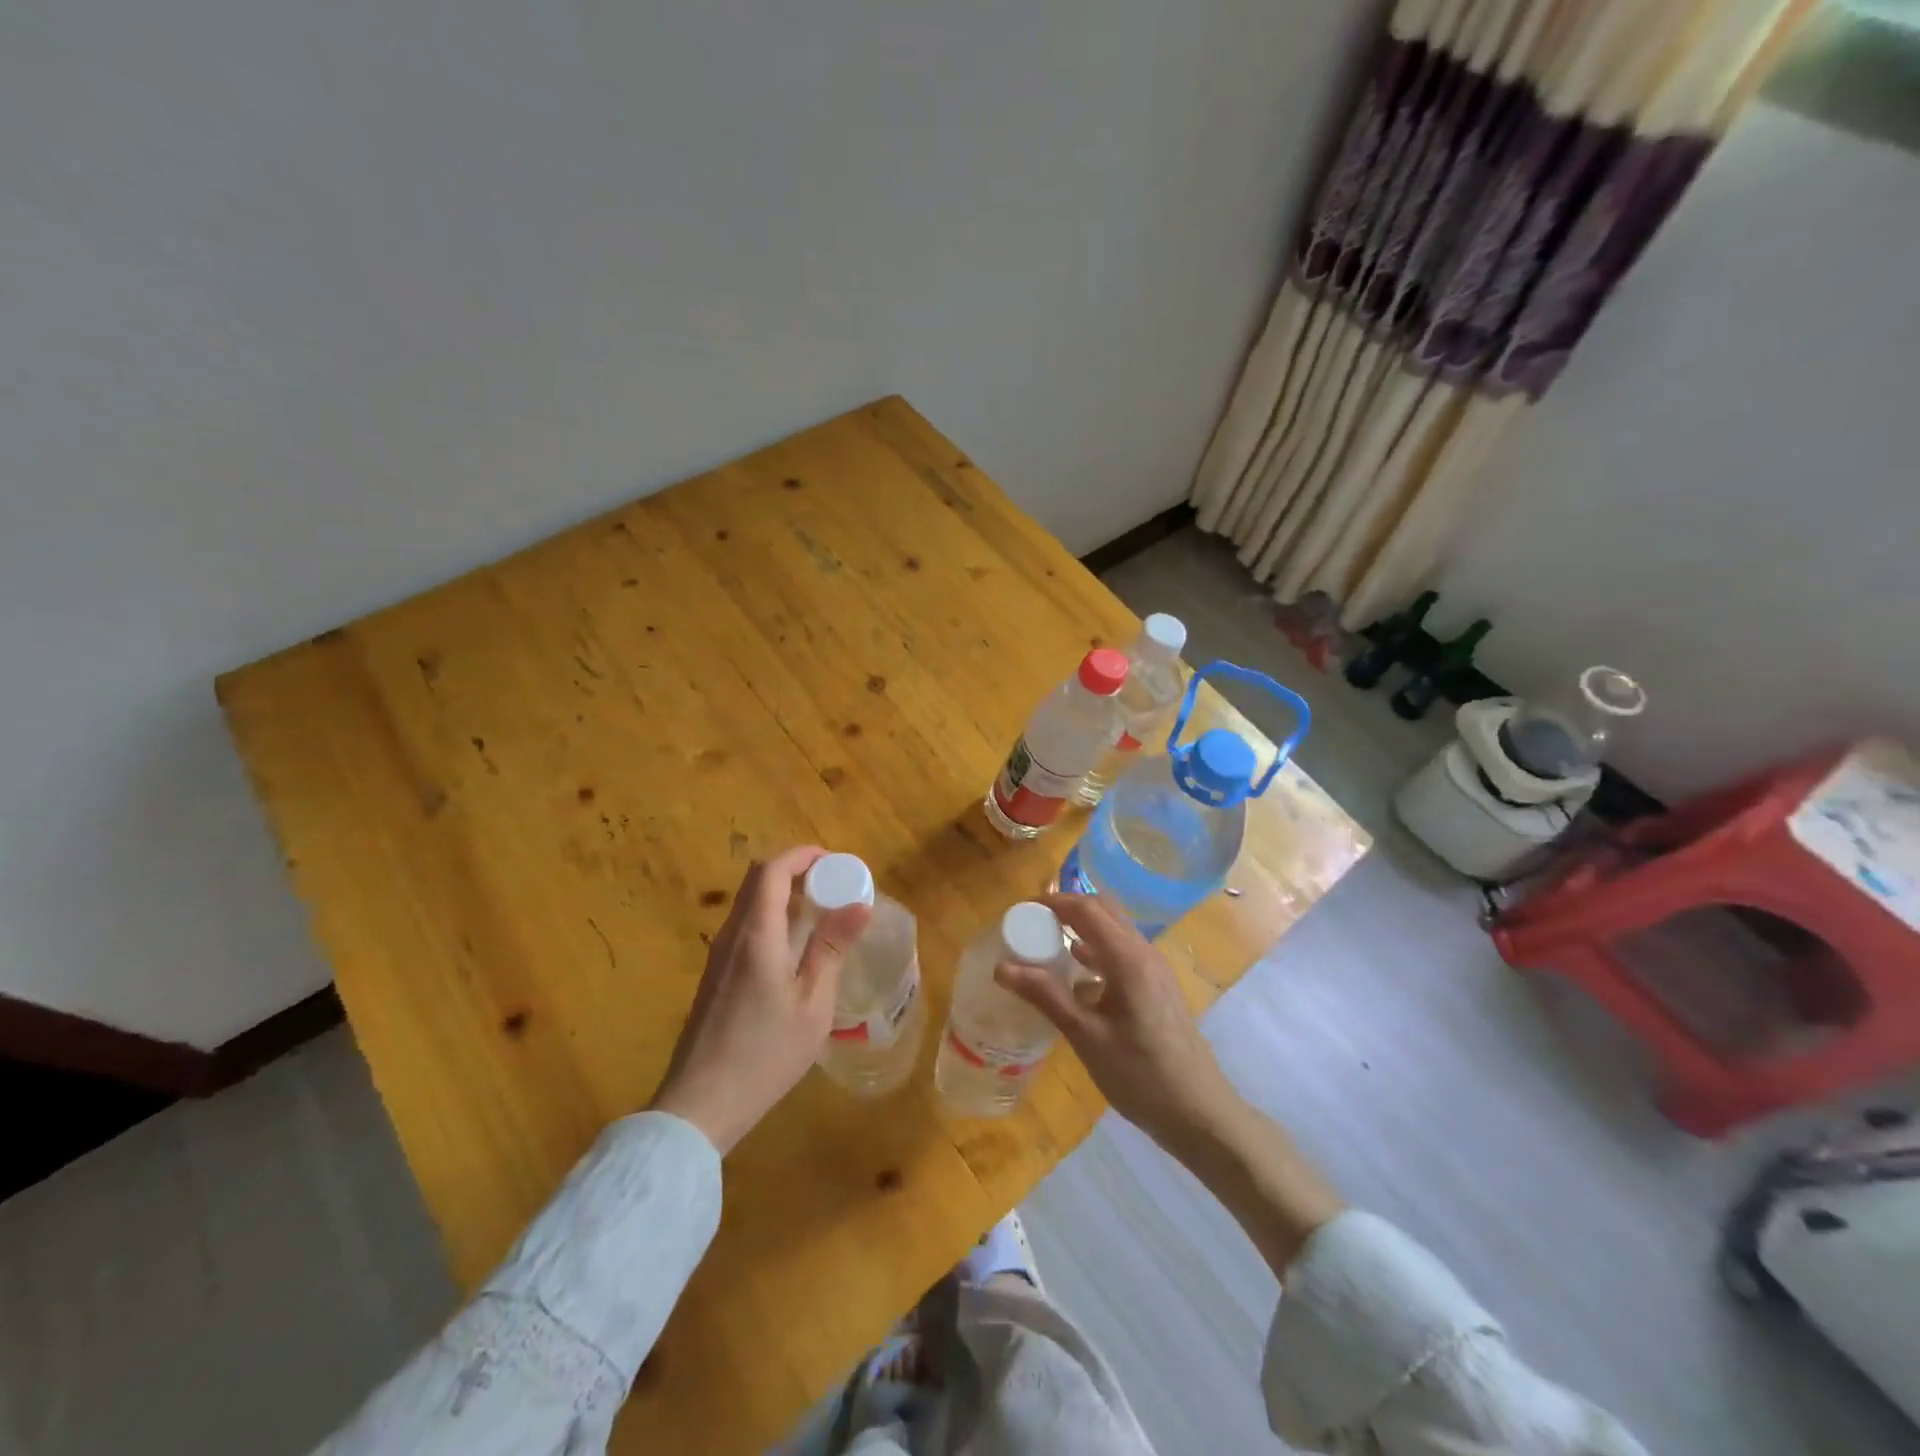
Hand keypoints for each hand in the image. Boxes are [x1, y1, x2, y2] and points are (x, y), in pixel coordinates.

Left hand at [649, 846, 871, 1153]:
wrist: (700, 1104)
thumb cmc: (764, 1053)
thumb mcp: (812, 1004)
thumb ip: (832, 948)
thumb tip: (860, 903)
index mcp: (756, 934)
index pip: (772, 870)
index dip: (803, 856)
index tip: (836, 863)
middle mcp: (732, 935)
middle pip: (758, 880)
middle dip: (796, 870)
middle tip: (834, 885)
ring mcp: (719, 956)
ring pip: (750, 903)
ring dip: (784, 894)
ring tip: (822, 913)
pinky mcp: (716, 976)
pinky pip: (746, 927)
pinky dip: (773, 917)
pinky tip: (797, 948)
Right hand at [996, 892, 1238, 1154]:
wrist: (1200, 1113)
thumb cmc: (1141, 1075)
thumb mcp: (1086, 1037)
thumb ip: (1047, 996)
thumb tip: (1002, 967)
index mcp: (1128, 959)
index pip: (1087, 909)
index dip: (1053, 902)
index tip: (1020, 910)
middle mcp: (1144, 953)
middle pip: (1104, 910)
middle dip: (1068, 908)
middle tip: (1032, 923)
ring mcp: (1155, 969)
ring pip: (1116, 930)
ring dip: (1083, 927)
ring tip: (1048, 943)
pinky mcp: (1158, 987)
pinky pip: (1123, 951)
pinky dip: (1097, 948)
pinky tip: (1078, 974)